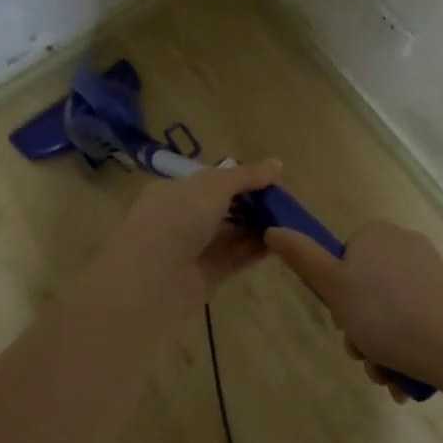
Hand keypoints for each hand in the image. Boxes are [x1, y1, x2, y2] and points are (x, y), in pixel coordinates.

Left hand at [72, 159, 282, 334]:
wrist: (151, 279)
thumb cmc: (177, 218)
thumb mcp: (213, 186)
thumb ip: (245, 176)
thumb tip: (277, 164)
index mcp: (174, 191)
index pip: (210, 181)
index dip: (239, 179)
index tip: (270, 181)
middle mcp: (180, 218)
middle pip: (222, 208)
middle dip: (252, 205)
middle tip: (285, 204)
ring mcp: (192, 250)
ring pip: (230, 234)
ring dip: (257, 228)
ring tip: (290, 222)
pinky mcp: (205, 277)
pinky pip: (234, 258)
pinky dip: (255, 250)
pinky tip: (280, 243)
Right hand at [267, 220, 442, 397]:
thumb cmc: (385, 315)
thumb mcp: (332, 287)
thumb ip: (301, 257)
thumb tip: (273, 230)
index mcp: (376, 234)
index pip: (342, 261)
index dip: (335, 295)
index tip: (341, 321)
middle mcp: (404, 245)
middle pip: (364, 290)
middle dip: (358, 330)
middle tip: (363, 356)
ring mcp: (431, 272)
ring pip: (388, 313)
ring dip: (379, 348)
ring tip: (385, 376)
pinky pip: (415, 322)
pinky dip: (404, 350)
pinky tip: (404, 379)